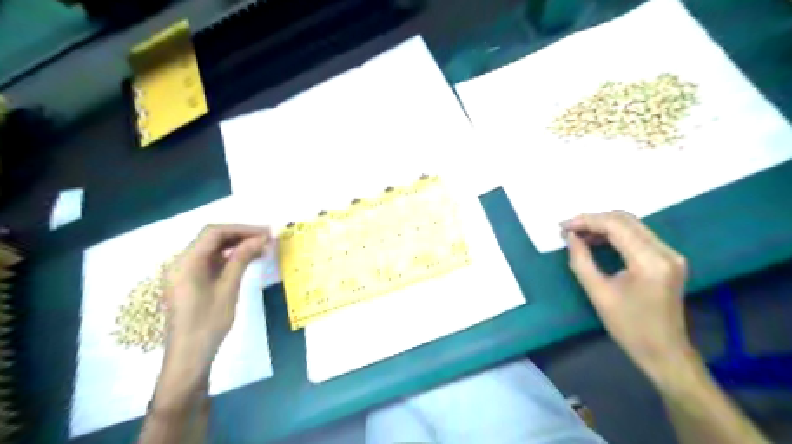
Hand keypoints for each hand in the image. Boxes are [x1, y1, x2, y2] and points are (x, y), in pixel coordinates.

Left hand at [162, 224, 269, 371]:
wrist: (189, 356)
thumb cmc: (208, 322)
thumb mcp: (228, 288)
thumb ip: (242, 258)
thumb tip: (260, 238)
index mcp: (186, 262)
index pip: (214, 233)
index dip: (242, 229)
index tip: (266, 232)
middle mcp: (181, 262)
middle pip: (212, 239)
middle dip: (241, 235)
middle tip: (267, 239)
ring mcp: (185, 272)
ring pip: (213, 249)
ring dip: (237, 246)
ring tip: (262, 248)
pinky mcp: (190, 281)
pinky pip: (211, 262)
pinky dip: (230, 258)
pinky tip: (248, 260)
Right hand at [562, 209, 694, 380]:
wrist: (664, 352)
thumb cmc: (628, 327)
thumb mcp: (598, 293)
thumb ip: (581, 260)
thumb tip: (570, 236)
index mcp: (649, 261)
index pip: (616, 226)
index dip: (586, 221)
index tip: (562, 227)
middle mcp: (665, 251)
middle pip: (625, 220)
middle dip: (593, 220)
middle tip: (568, 230)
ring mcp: (670, 254)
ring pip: (632, 225)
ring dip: (603, 225)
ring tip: (578, 235)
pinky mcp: (668, 258)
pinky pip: (638, 235)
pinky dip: (615, 234)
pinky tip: (597, 241)